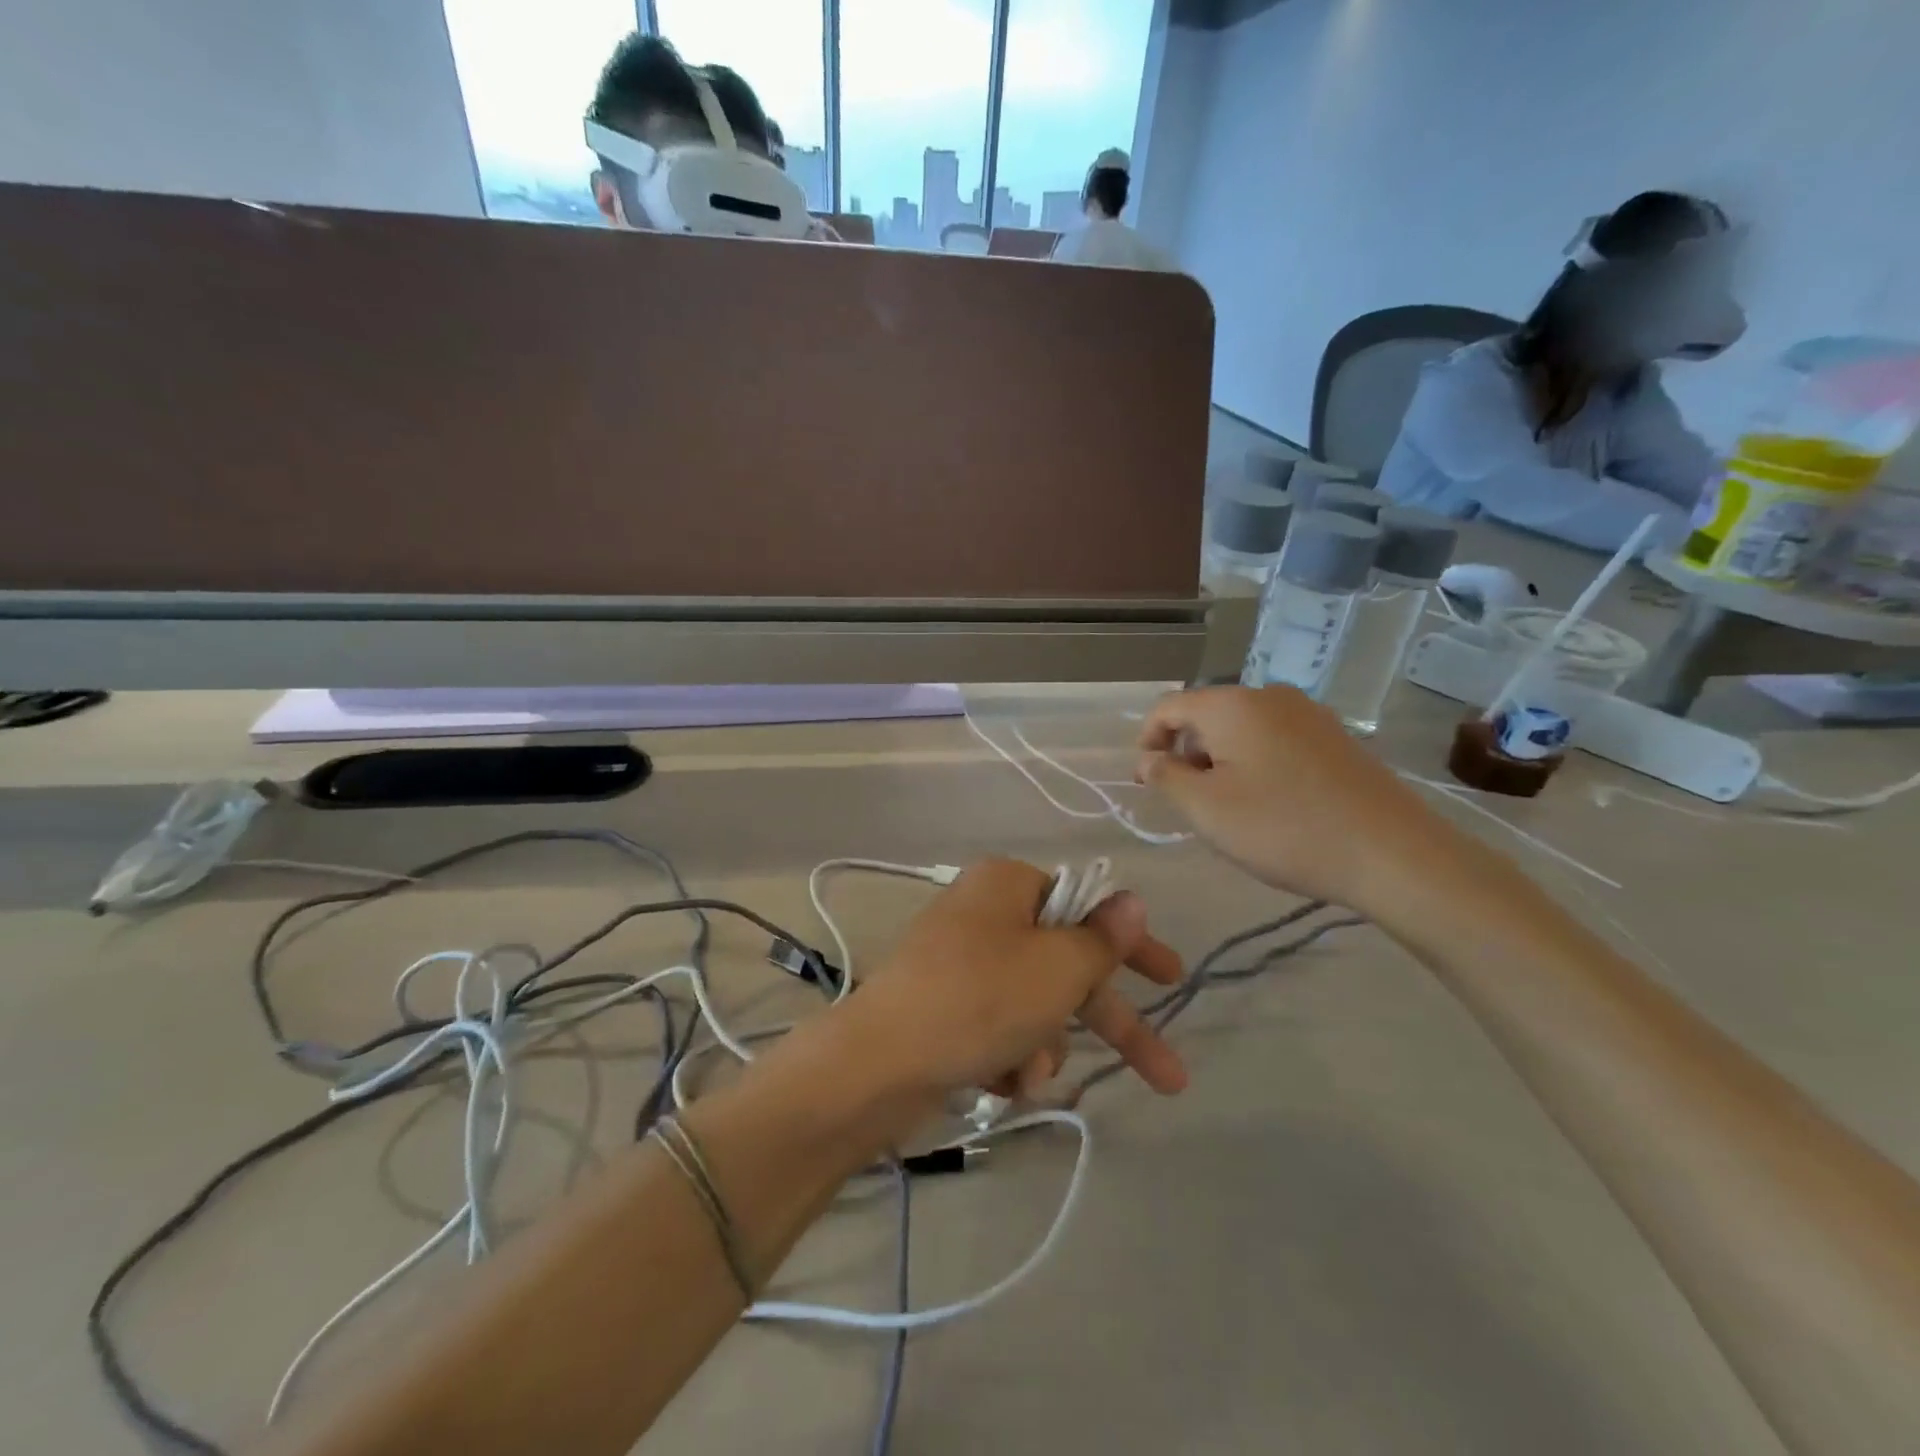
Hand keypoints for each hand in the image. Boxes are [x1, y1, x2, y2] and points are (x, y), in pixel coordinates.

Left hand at [848, 858, 1187, 1107]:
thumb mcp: (1056, 968)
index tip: (1171, 977)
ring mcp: (961, 963)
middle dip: (1109, 1023)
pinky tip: (998, 1082)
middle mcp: (984, 915)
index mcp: (1008, 886)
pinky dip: (1009, 1057)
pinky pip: (999, 1028)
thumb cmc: (979, 999)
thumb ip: (1102, 939)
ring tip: (1025, 1074)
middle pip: (1067, 966)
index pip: (1087, 907)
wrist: (878, 1063)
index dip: (1132, 946)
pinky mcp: (945, 1007)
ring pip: (1035, 1007)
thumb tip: (1130, 900)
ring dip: (1044, 1047)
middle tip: (1167, 1074)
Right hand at [1136, 685, 1457, 913]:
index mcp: (1232, 705)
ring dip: (1221, 761)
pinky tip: (1270, 804)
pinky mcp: (1335, 737)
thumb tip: (1147, 759)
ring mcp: (1308, 714)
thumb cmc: (1283, 828)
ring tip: (1229, 808)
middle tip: (1188, 802)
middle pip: (1207, 715)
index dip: (1148, 740)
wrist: (1392, 853)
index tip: (1146, 782)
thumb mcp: (1206, 809)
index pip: (1169, 706)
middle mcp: (1269, 696)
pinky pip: (1276, 739)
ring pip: (1242, 729)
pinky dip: (1256, 763)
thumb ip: (1166, 777)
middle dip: (1187, 753)